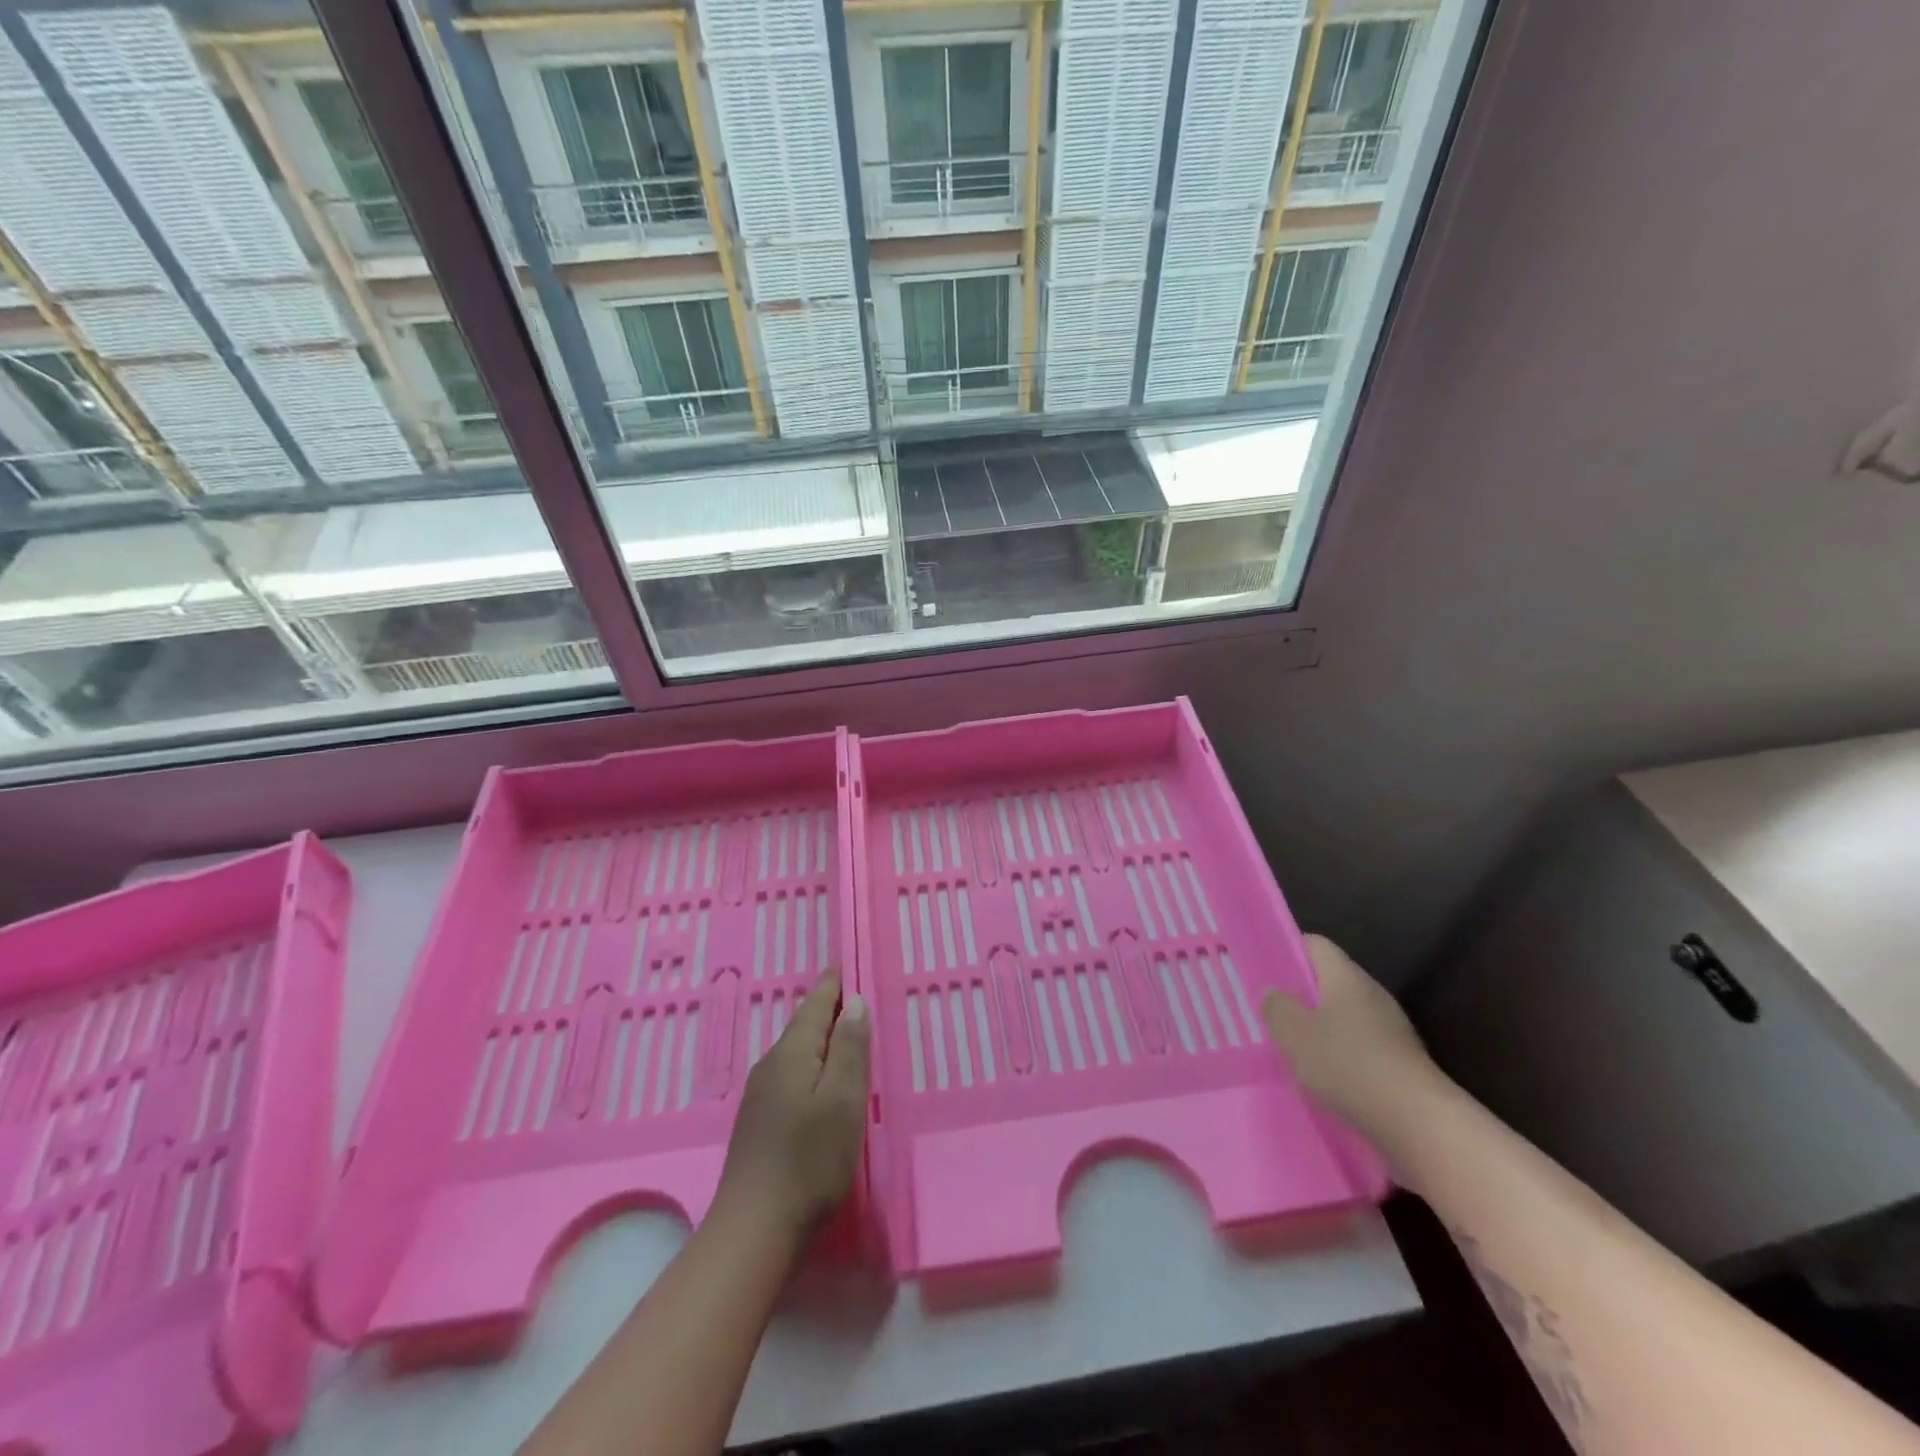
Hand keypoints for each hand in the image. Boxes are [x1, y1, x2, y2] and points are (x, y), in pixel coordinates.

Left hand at [713, 972, 869, 1243]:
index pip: (815, 1004)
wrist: (754, 1230)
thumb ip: (848, 1048)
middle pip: (803, 1025)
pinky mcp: (760, 1121)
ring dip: (821, 1037)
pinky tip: (822, 1079)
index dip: (833, 983)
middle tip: (855, 994)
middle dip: (828, 1008)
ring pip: (797, 1051)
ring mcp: (761, 1095)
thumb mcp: (843, 1100)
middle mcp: (771, 1065)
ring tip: (845, 1032)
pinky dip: (812, 1064)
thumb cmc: (809, 1160)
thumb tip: (853, 1003)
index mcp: (791, 1053)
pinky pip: (791, 1074)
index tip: (846, 963)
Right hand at [1263, 934, 1447, 1133]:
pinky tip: (1322, 1076)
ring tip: (1290, 1047)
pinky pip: (1359, 1045)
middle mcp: (1372, 994)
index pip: (1315, 945)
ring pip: (1344, 1016)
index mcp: (1346, 977)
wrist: (1419, 1124)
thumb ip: (1277, 1006)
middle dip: (1300, 994)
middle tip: (1269, 1011)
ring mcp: (1390, 1029)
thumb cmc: (1348, 1065)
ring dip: (1318, 1028)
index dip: (1288, 950)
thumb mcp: (1294, 1033)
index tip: (1263, 968)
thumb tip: (1274, 992)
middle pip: (1329, 980)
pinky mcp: (1399, 1061)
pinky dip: (1338, 1055)